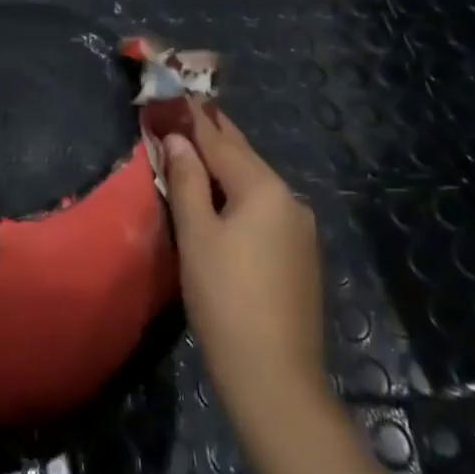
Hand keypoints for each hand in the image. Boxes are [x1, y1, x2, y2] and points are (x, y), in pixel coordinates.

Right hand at [163, 100, 324, 409]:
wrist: (275, 380)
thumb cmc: (225, 299)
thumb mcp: (196, 235)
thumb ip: (186, 180)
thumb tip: (176, 139)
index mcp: (263, 188)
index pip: (220, 140)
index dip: (193, 118)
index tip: (174, 93)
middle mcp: (289, 199)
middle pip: (242, 157)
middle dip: (212, 135)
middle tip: (183, 111)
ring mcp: (299, 229)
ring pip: (254, 183)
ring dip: (224, 165)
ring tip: (194, 149)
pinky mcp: (300, 256)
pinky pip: (263, 208)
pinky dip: (237, 194)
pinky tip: (220, 198)